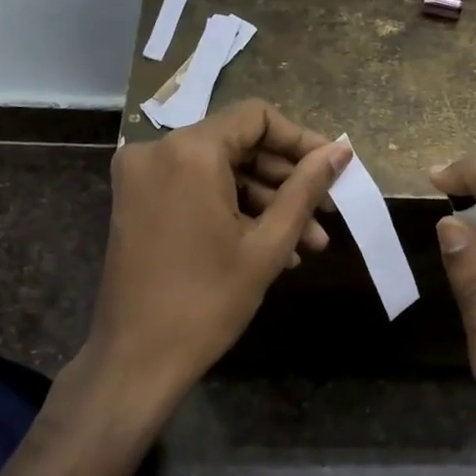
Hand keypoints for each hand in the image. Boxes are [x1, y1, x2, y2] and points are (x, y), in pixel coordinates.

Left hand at [88, 100, 350, 409]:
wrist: (138, 358)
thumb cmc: (208, 301)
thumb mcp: (268, 244)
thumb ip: (305, 188)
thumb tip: (339, 151)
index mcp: (189, 151)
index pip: (256, 118)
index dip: (300, 140)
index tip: (332, 170)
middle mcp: (157, 150)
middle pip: (237, 145)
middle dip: (286, 181)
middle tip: (326, 215)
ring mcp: (141, 178)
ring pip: (218, 172)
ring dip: (264, 203)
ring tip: (308, 244)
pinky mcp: (136, 203)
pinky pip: (195, 191)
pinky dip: (231, 211)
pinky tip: (271, 249)